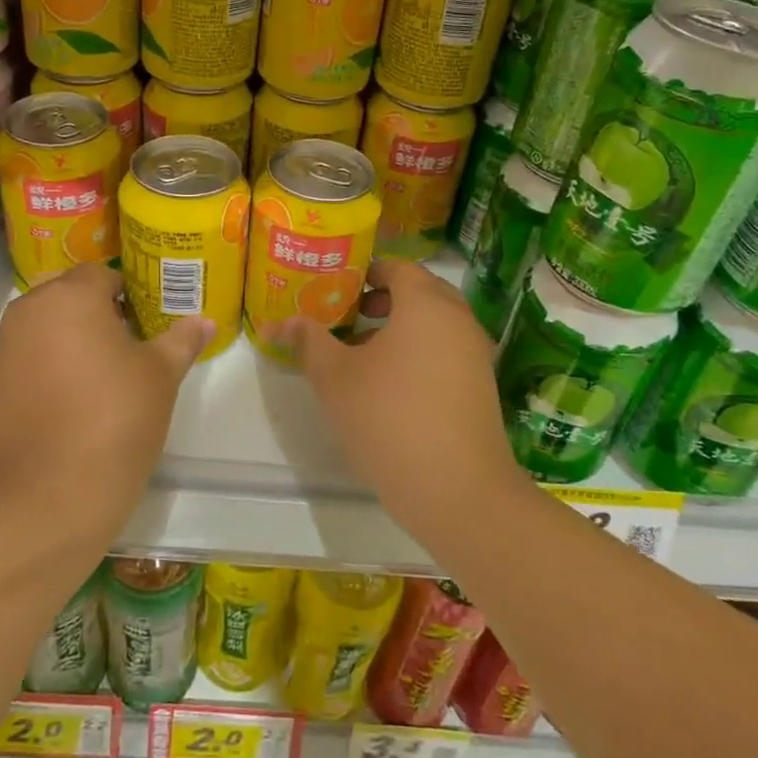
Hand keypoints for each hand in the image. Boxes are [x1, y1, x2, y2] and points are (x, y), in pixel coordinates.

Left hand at [0, 262, 211, 536]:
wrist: (47, 497)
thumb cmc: (115, 420)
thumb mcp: (161, 377)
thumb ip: (182, 341)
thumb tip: (204, 321)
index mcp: (69, 298)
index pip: (100, 275)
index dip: (125, 294)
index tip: (143, 324)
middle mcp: (26, 314)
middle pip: (64, 300)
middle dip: (91, 316)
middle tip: (123, 352)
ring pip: (39, 333)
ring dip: (63, 345)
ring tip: (93, 384)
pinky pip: (20, 369)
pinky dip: (40, 377)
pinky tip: (63, 413)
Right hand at [284, 259, 527, 532]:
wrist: (458, 490)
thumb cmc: (389, 418)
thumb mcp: (335, 378)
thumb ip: (308, 341)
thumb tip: (276, 322)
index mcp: (426, 304)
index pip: (397, 267)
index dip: (365, 272)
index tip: (336, 290)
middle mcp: (459, 319)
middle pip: (419, 292)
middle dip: (382, 300)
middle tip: (347, 317)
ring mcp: (476, 354)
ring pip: (434, 325)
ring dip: (400, 329)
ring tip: (362, 355)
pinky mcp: (481, 386)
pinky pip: (447, 352)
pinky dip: (420, 353)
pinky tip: (392, 386)